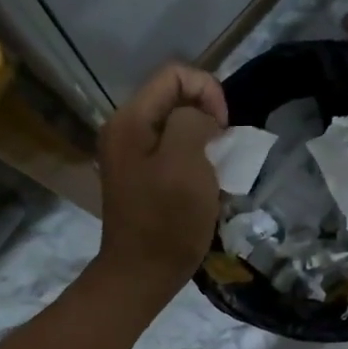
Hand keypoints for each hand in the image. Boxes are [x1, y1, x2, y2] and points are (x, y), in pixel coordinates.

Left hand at [91, 63, 227, 309]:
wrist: (142, 274)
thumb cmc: (167, 221)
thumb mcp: (186, 164)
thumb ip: (193, 122)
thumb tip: (202, 119)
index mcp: (130, 120)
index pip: (175, 74)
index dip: (208, 92)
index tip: (223, 130)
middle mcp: (124, 129)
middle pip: (174, 98)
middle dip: (207, 117)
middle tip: (222, 153)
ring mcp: (129, 154)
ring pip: (176, 126)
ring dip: (203, 141)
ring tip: (215, 170)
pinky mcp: (139, 176)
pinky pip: (171, 150)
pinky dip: (193, 159)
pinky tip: (202, 184)